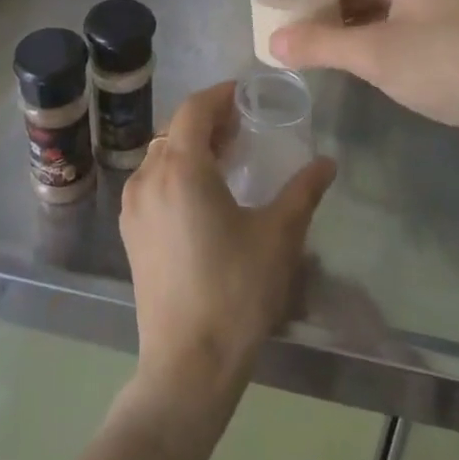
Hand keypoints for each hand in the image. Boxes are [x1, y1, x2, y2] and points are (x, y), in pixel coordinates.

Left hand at [119, 83, 335, 424]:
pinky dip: (176, 170)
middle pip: (175, 129)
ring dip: (191, 146)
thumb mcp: (279, 237)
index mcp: (181, 168)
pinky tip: (203, 193)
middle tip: (244, 127)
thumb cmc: (236, 292)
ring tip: (227, 158)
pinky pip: (152, 181)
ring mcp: (133, 206)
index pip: (195, 109)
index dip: (220, 95)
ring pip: (160, 154)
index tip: (246, 95)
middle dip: (208, 120)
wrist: (187, 364)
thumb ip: (304, 191)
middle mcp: (148, 177)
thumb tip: (327, 162)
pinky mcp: (130, 232)